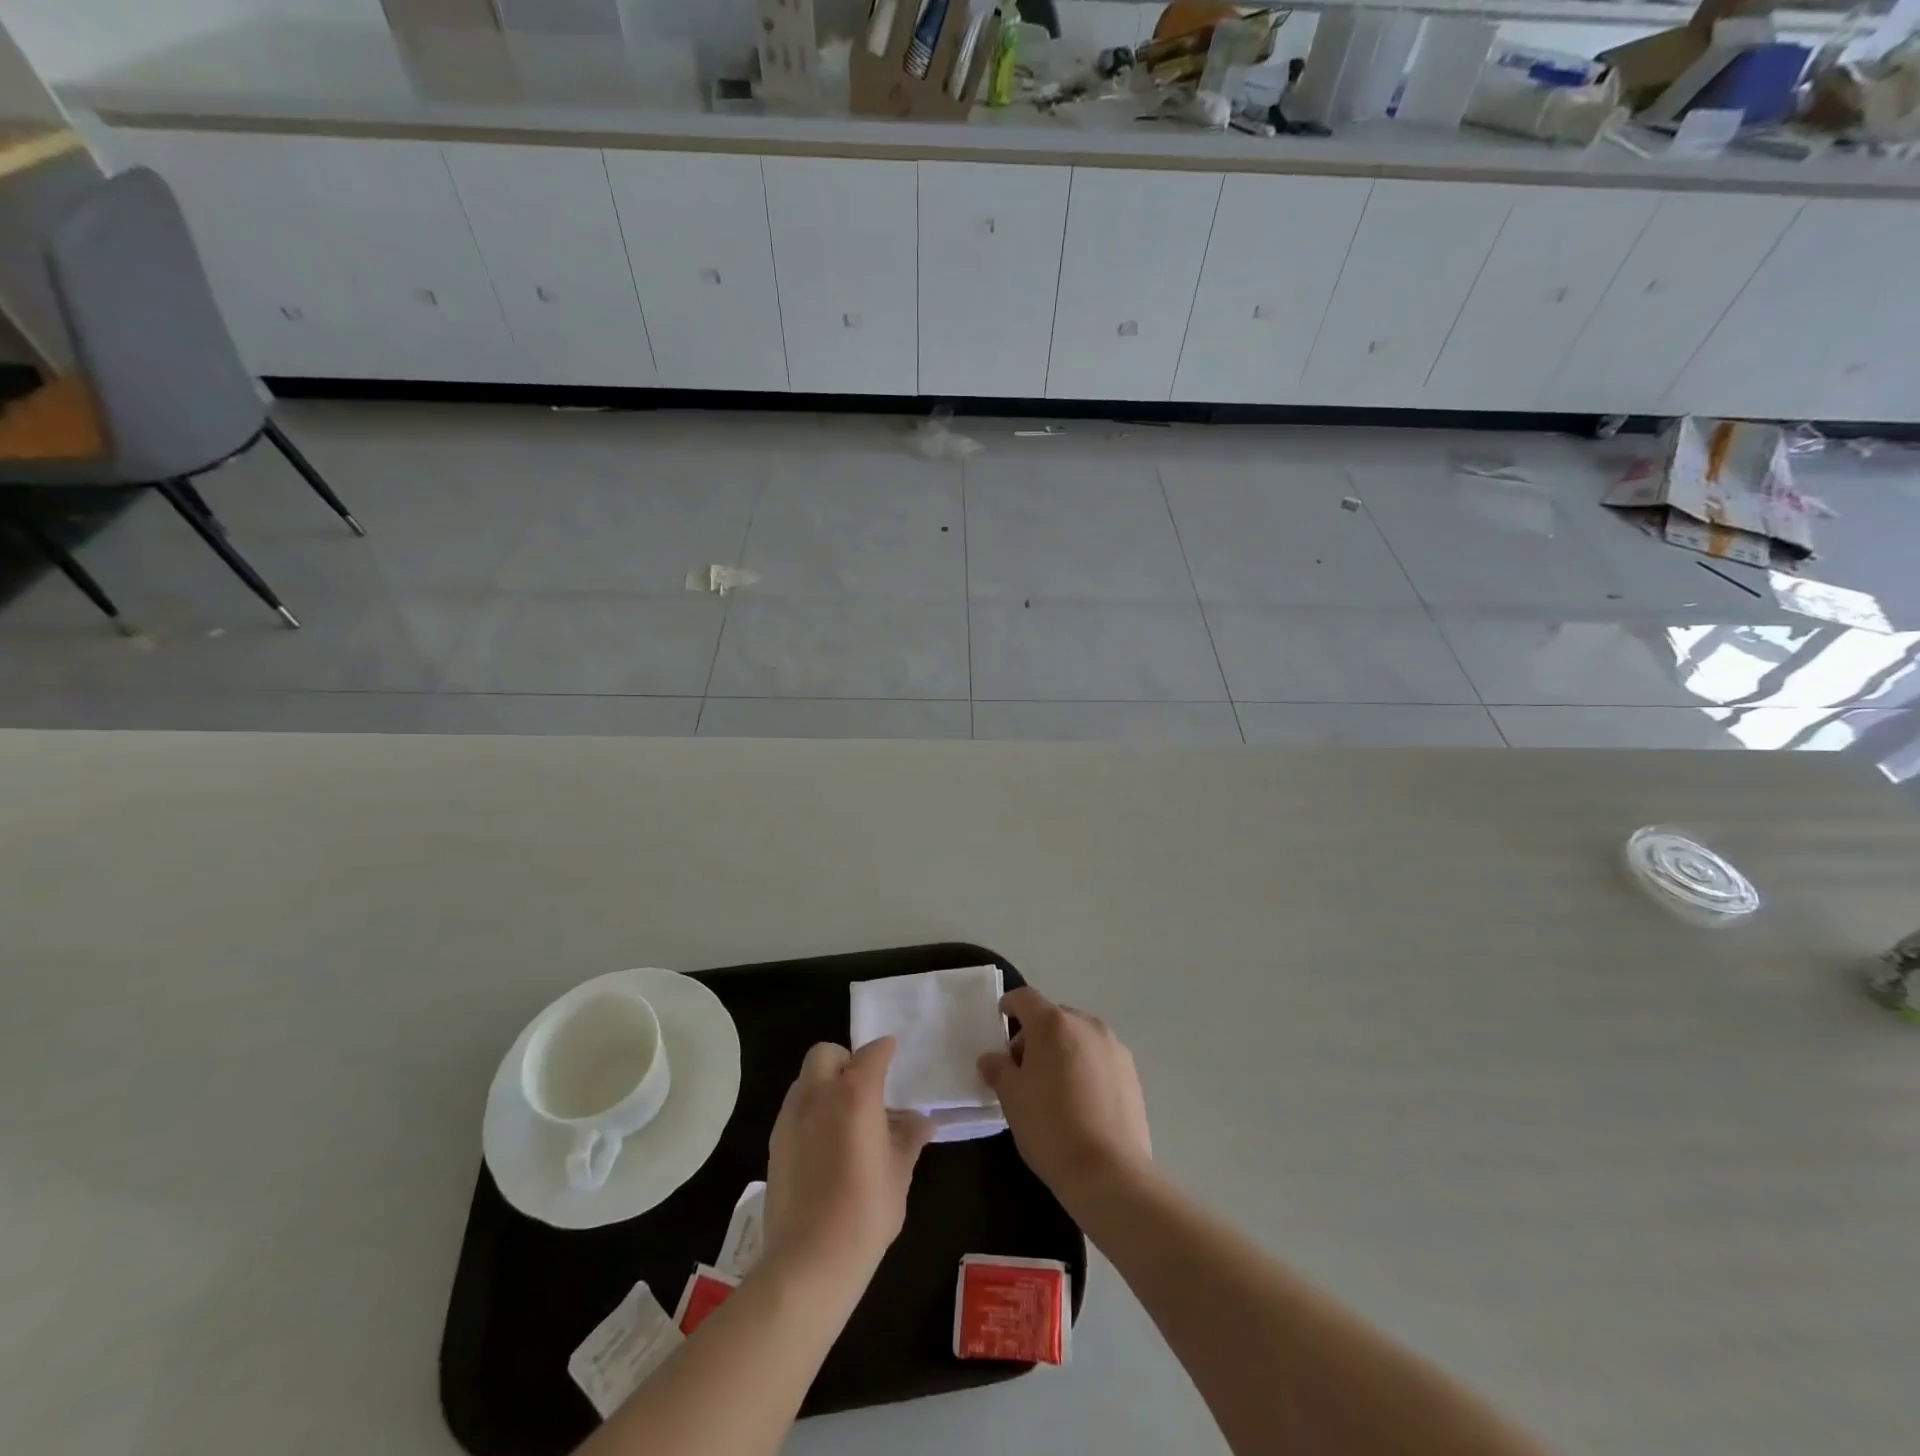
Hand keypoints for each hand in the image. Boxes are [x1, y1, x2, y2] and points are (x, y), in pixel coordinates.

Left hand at [764, 1039, 933, 1298]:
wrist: (809, 1261)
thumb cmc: (865, 1212)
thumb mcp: (899, 1173)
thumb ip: (910, 1138)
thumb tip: (922, 1121)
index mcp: (855, 1093)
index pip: (873, 1052)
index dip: (886, 1050)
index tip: (894, 1055)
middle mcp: (819, 1093)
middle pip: (826, 1053)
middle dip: (845, 1060)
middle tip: (864, 1087)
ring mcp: (791, 1117)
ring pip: (806, 1079)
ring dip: (825, 1084)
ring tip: (845, 1118)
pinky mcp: (775, 1142)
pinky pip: (794, 1108)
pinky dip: (811, 1111)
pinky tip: (825, 1144)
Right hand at [979, 988, 1151, 1204]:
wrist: (1109, 1172)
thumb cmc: (1050, 1127)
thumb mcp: (1011, 1098)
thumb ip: (998, 1069)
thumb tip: (991, 1059)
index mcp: (1053, 1023)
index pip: (1025, 998)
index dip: (1009, 1006)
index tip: (1000, 1021)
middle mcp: (1086, 1024)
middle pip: (1053, 1017)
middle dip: (1035, 1035)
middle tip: (1022, 1069)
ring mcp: (1113, 1046)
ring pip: (1078, 1037)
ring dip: (1062, 1050)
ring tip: (1054, 1088)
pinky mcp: (1131, 1072)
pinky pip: (1099, 1057)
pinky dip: (1085, 1067)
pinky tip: (1080, 1102)